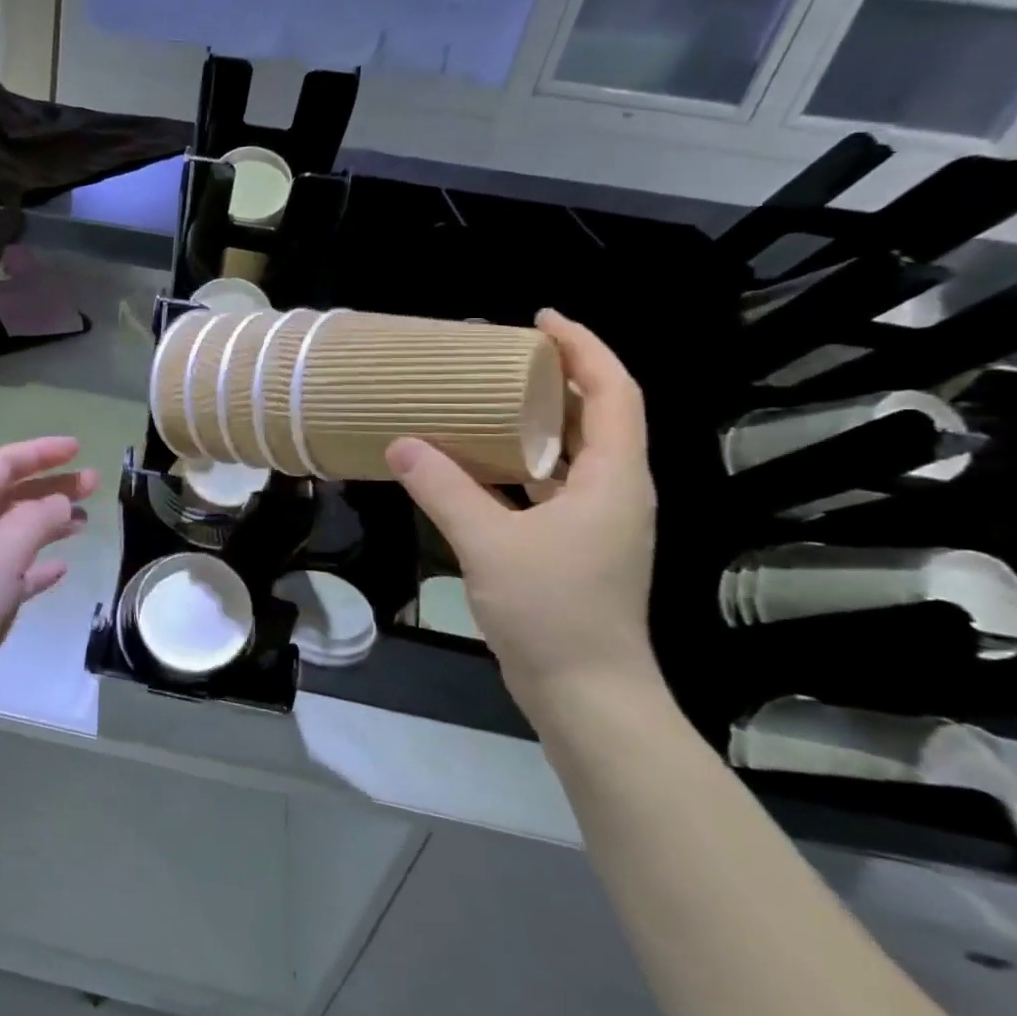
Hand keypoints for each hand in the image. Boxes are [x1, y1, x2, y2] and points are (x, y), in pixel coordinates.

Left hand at [0, 437, 96, 754]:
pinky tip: (61, 570)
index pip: (2, 463)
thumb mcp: (5, 549)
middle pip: (11, 495)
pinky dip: (38, 565)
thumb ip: (38, 517)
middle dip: (51, 485)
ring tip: (85, 523)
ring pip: (15, 533)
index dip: (40, 451)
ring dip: (49, 523)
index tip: (77, 449)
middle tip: (94, 484)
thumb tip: (61, 501)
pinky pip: (13, 572)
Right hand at [386, 310, 659, 715]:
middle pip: (597, 415)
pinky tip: (479, 461)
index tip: (540, 320)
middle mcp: (617, 491)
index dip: (583, 348)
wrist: (587, 695)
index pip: (612, 393)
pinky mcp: (577, 544)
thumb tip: (399, 443)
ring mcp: (599, 521)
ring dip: (539, 419)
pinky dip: (522, 461)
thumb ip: (442, 488)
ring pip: (574, 451)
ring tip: (488, 396)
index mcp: (615, 478)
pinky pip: (553, 483)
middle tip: (504, 353)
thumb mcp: (488, 542)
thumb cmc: (552, 612)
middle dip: (559, 377)